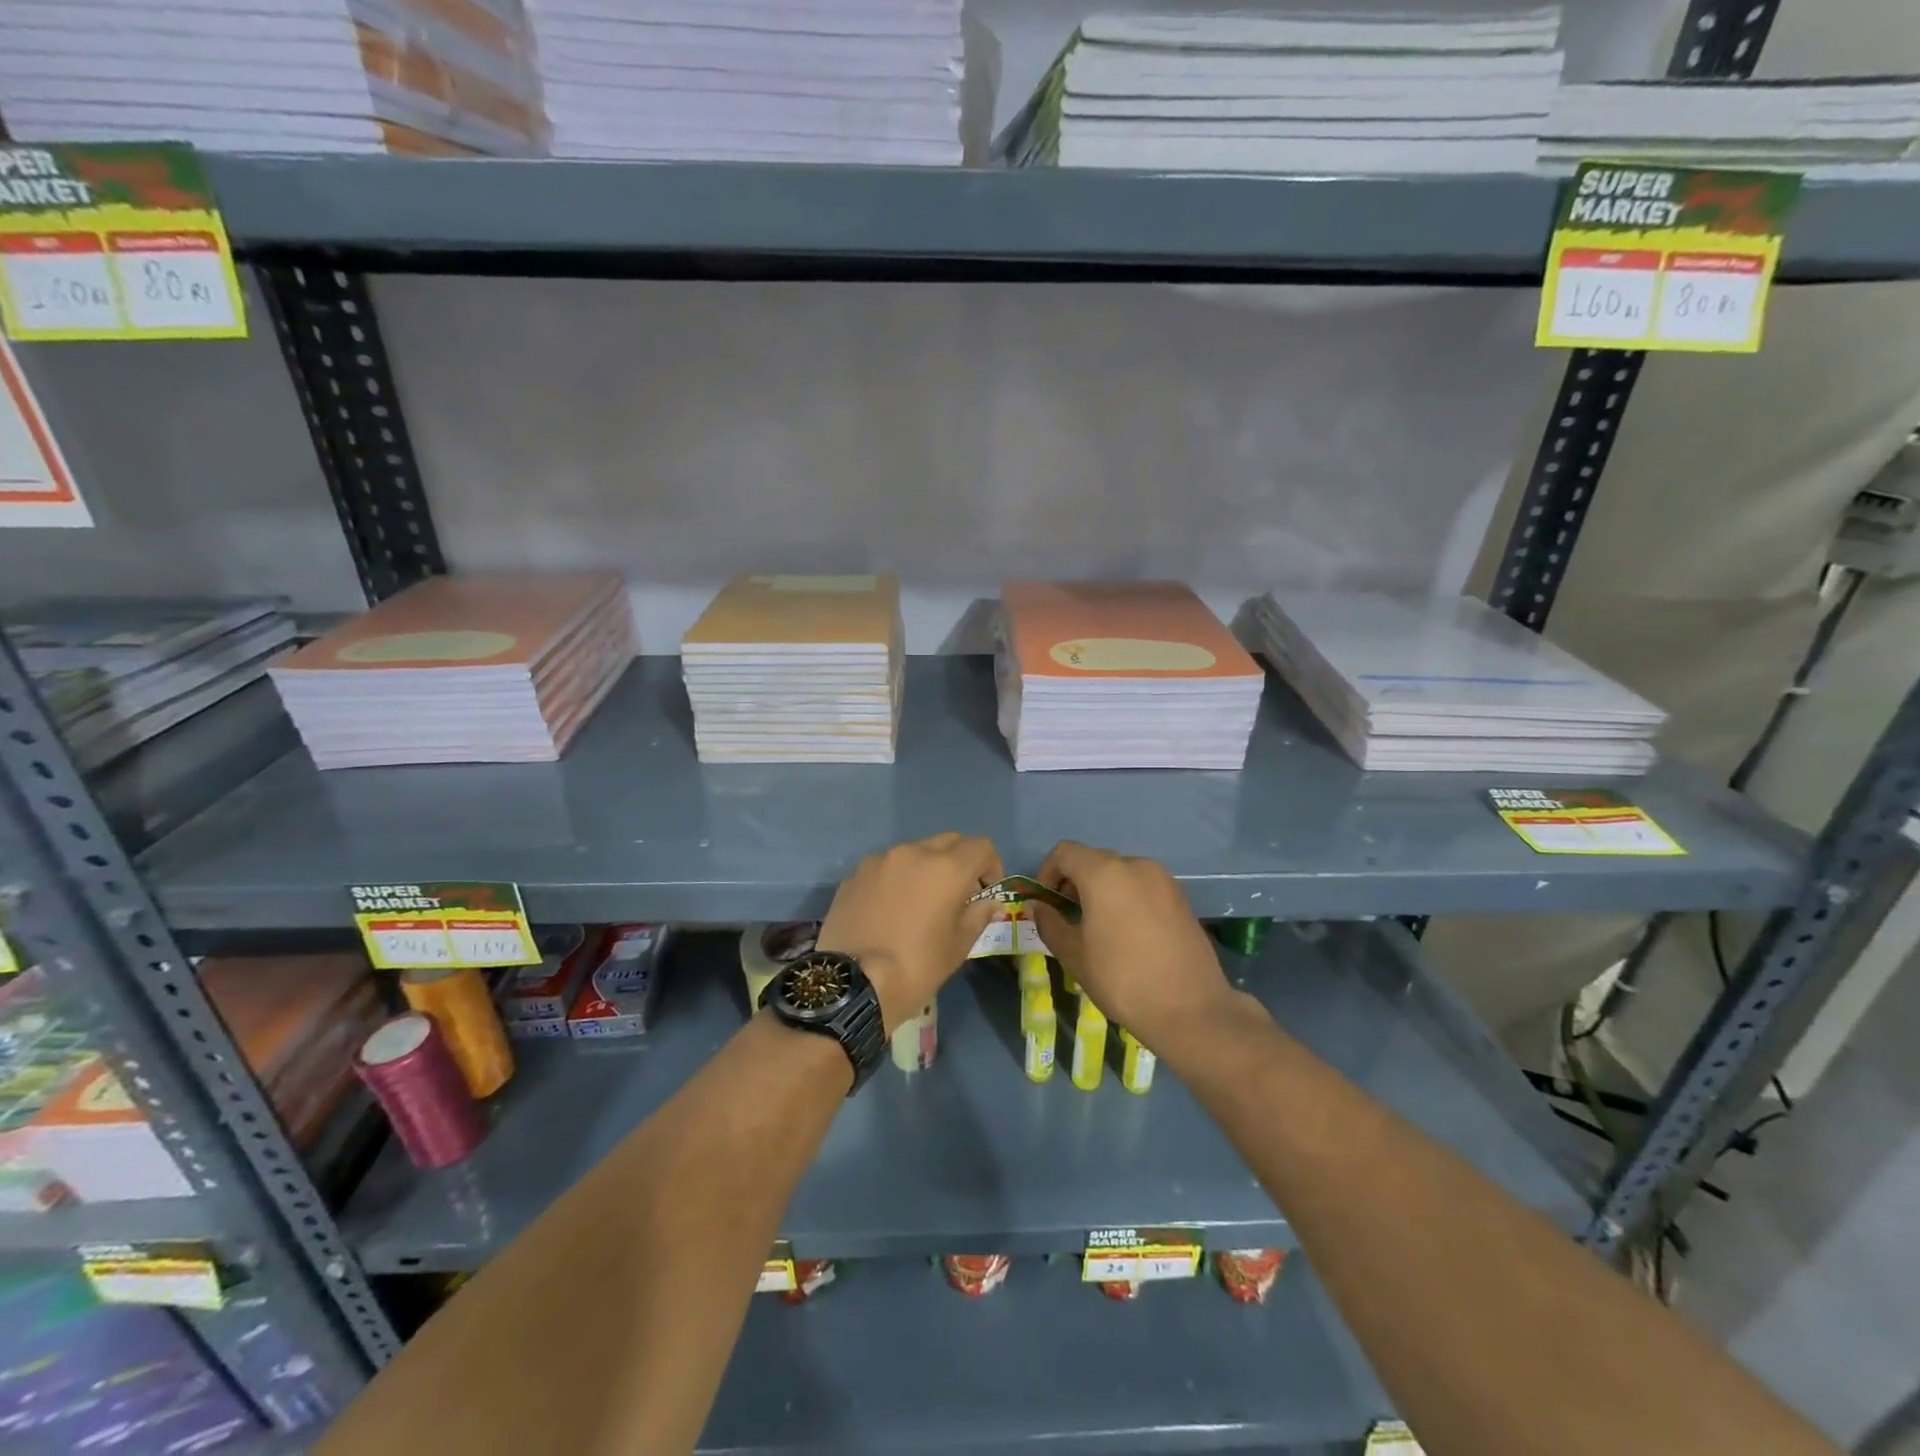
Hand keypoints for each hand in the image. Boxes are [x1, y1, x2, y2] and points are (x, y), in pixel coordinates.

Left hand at [817, 833, 1002, 1033]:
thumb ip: (978, 915)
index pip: (981, 846)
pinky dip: (896, 879)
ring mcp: (879, 860)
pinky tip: (889, 910)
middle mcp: (913, 853)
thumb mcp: (958, 946)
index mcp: (947, 868)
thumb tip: (991, 903)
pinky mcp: (854, 874)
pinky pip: (885, 867)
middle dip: (959, 861)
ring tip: (919, 902)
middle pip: (947, 842)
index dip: (991, 865)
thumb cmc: (917, 966)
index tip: (987, 890)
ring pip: (913, 852)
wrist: (853, 984)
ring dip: (925, 868)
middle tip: (957, 893)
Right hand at [1029, 840, 1245, 1053]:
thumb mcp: (1074, 955)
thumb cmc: (1123, 980)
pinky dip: (1126, 898)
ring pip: (1120, 873)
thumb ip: (1050, 923)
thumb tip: (1040, 907)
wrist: (1191, 1010)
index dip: (1047, 872)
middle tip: (1068, 918)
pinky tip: (1128, 934)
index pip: (1065, 852)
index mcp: (1105, 873)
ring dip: (1101, 891)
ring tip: (1098, 928)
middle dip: (1074, 882)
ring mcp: (1163, 879)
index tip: (1046, 904)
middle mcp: (1136, 865)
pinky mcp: (1181, 897)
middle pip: (1094, 860)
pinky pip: (1143, 887)